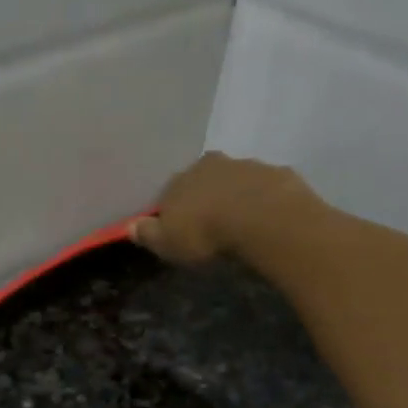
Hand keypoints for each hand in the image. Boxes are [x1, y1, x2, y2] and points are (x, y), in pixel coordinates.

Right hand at [129, 151, 310, 264]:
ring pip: (234, 180)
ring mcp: (246, 165)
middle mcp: (211, 165)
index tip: (178, 228)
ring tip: (239, 224)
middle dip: (204, 197)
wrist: (263, 219)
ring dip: (234, 196)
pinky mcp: (277, 174)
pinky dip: (261, 200)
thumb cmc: (206, 233)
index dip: (173, 210)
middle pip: (203, 180)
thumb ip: (148, 234)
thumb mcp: (167, 243)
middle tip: (210, 223)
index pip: (169, 192)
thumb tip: (130, 226)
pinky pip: (264, 188)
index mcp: (180, 179)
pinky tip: (263, 221)